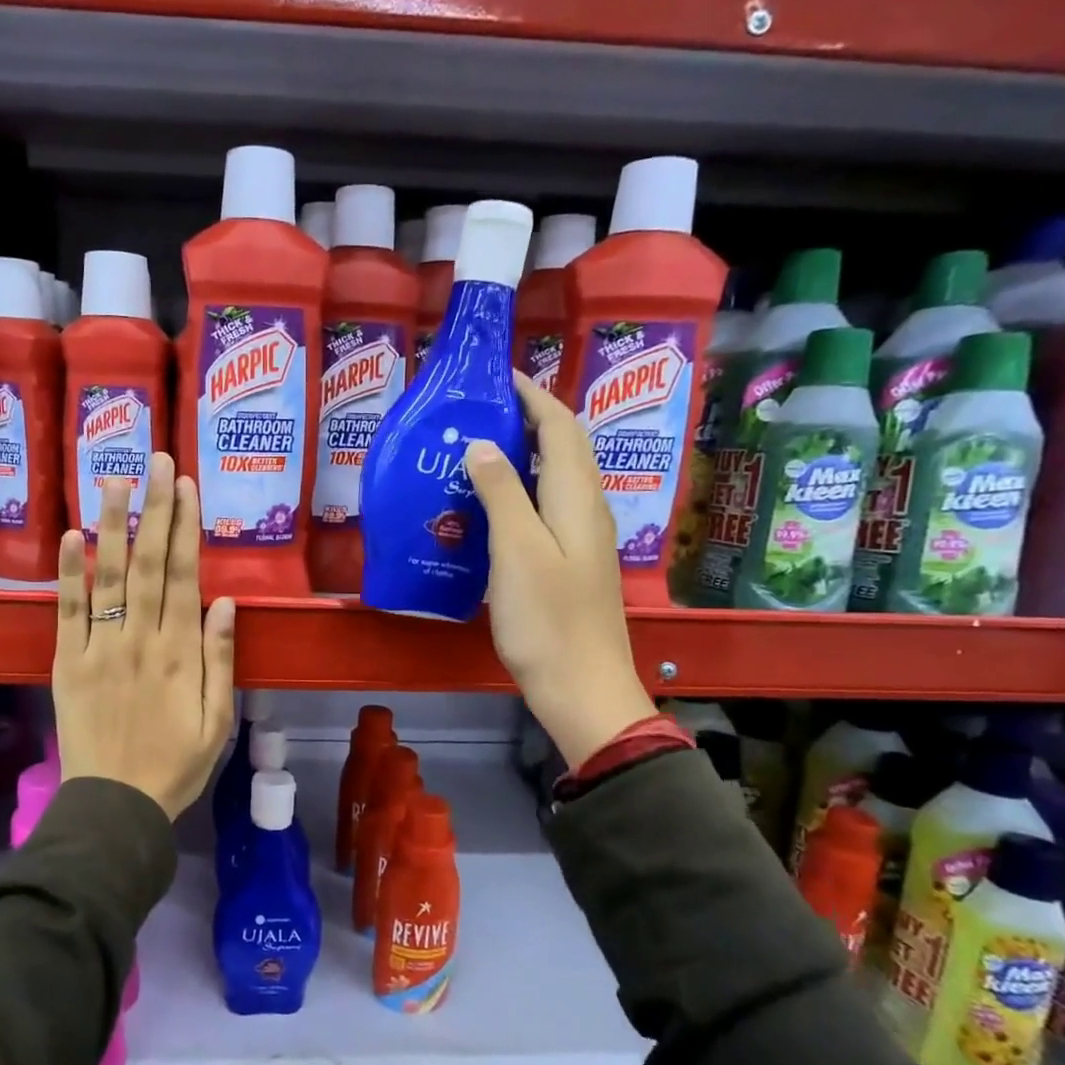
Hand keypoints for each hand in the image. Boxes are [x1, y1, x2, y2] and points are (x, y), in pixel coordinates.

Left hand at [53, 454, 236, 819]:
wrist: (115, 805)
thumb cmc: (176, 765)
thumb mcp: (219, 721)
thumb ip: (221, 660)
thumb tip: (225, 602)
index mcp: (180, 653)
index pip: (183, 576)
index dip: (185, 527)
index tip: (185, 486)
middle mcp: (140, 639)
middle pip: (148, 563)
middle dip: (153, 509)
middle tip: (155, 460)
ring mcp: (99, 648)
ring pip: (108, 576)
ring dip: (111, 525)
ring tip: (114, 480)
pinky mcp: (69, 662)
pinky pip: (68, 611)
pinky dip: (69, 573)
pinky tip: (72, 536)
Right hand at [464, 371, 655, 767]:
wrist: (582, 689)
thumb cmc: (547, 621)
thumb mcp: (517, 551)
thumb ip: (502, 493)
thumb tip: (484, 444)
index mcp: (576, 499)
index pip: (560, 428)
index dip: (533, 395)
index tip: (496, 376)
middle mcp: (586, 511)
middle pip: (564, 448)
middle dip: (529, 418)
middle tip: (480, 410)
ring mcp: (581, 539)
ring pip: (556, 479)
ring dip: (524, 454)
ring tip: (479, 448)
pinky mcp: (570, 564)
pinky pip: (547, 508)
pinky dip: (521, 490)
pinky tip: (491, 506)